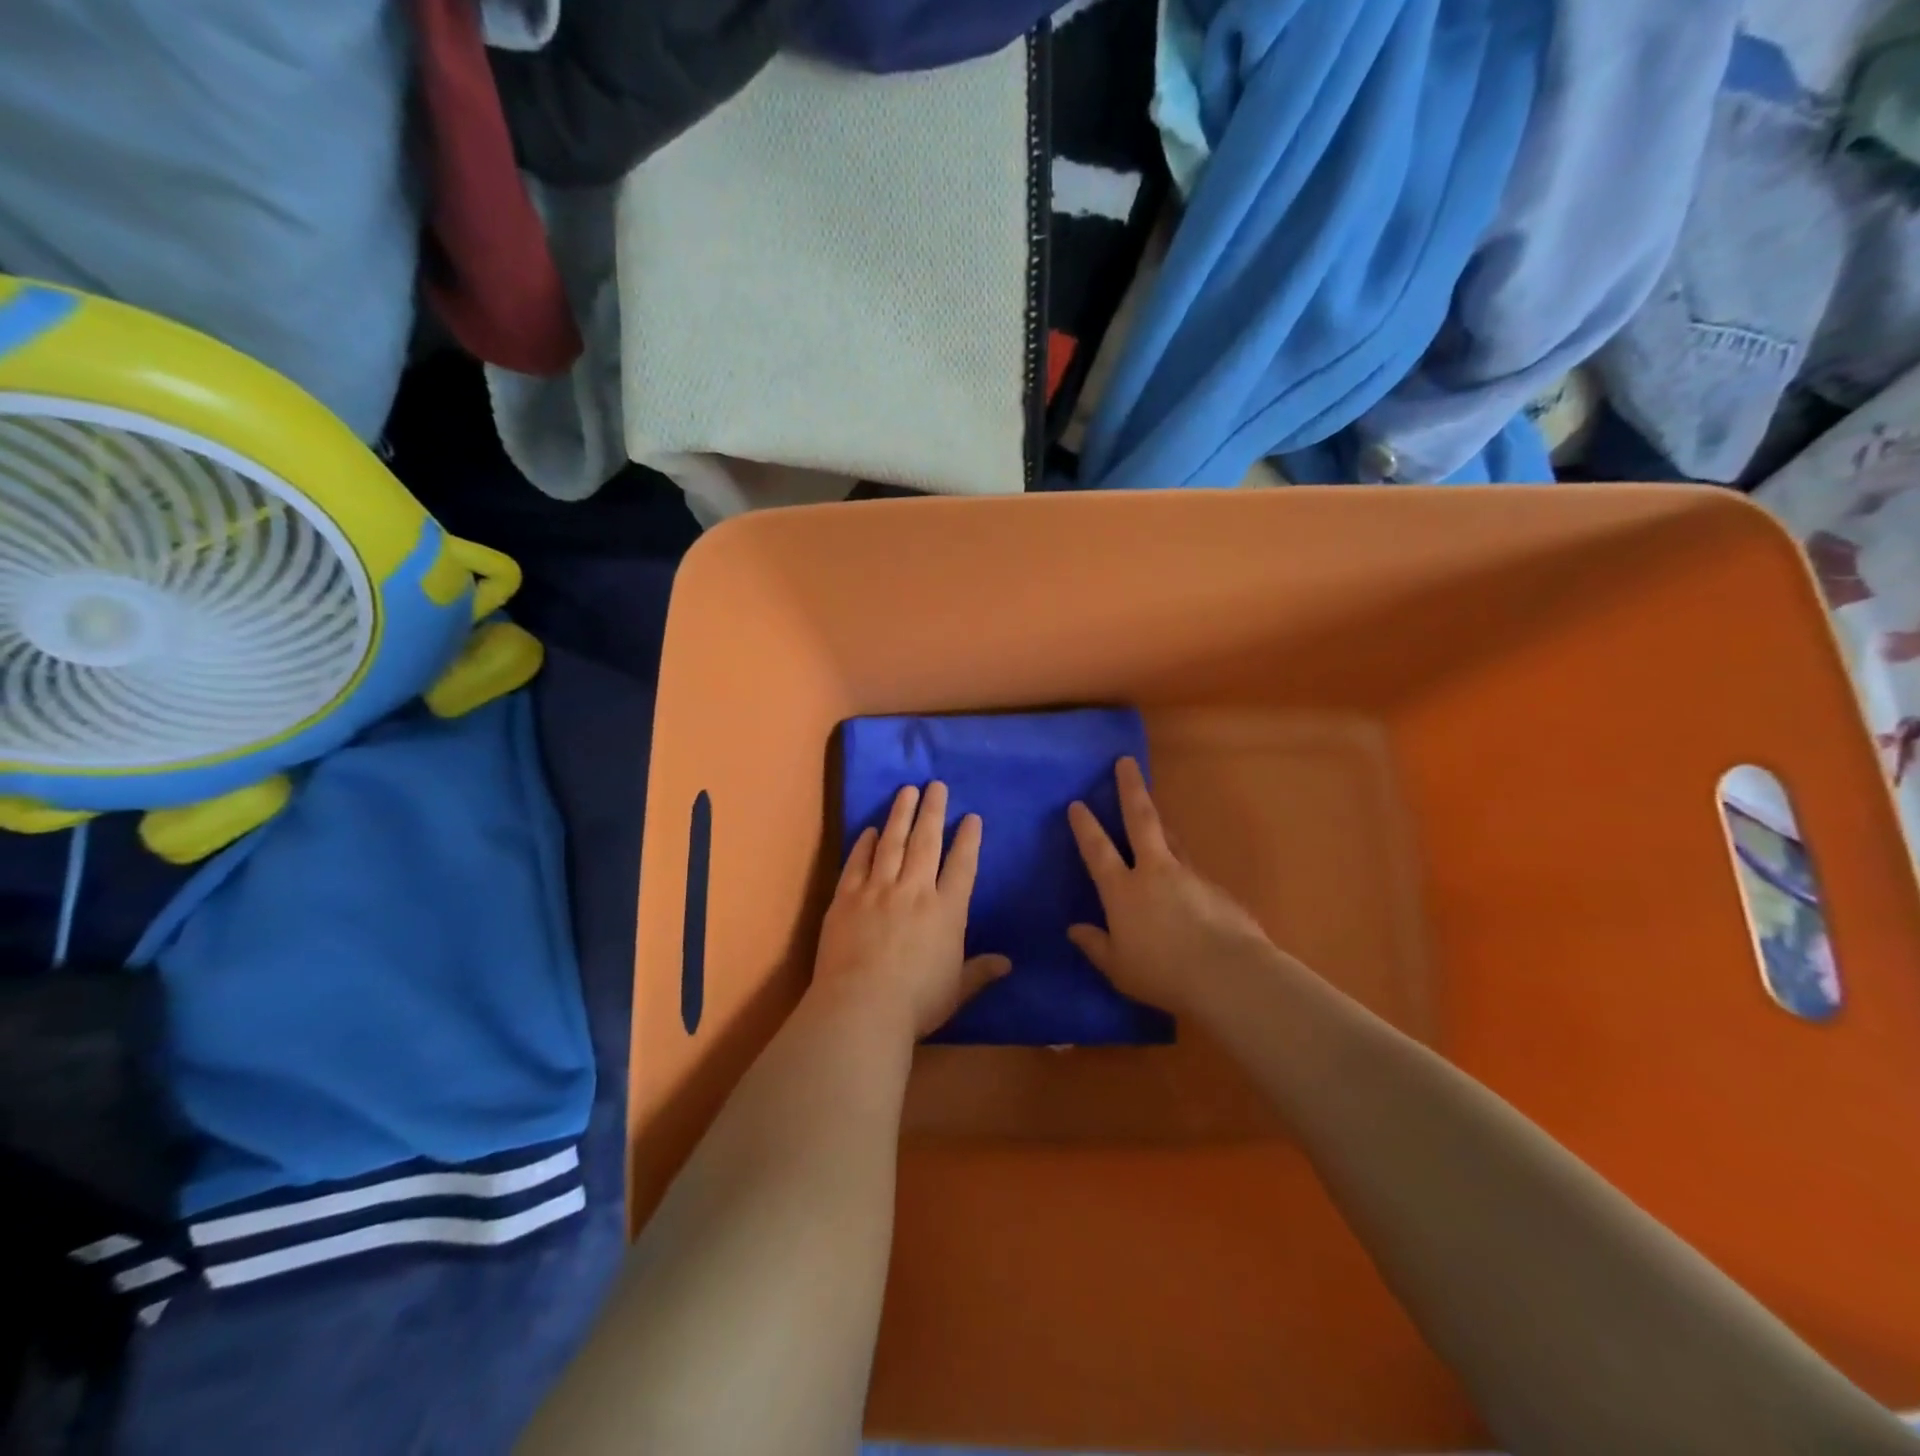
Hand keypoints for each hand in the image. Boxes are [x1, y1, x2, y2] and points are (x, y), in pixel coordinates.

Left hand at [813, 781, 1010, 1038]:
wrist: (861, 1007)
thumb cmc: (916, 1003)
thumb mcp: (956, 990)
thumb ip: (980, 971)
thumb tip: (1008, 963)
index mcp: (946, 911)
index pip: (962, 866)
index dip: (968, 840)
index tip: (971, 817)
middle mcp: (914, 891)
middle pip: (926, 842)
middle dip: (933, 811)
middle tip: (937, 785)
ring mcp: (878, 890)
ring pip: (892, 843)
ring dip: (901, 814)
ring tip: (907, 790)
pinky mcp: (846, 897)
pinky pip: (857, 862)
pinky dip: (865, 844)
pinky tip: (870, 829)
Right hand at [1067, 756, 1274, 1014]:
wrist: (1229, 975)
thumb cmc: (1163, 974)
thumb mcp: (1119, 968)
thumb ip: (1096, 946)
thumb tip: (1075, 930)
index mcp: (1123, 890)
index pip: (1098, 850)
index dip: (1086, 826)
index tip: (1077, 803)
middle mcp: (1154, 872)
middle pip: (1140, 819)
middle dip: (1131, 788)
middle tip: (1126, 761)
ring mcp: (1189, 875)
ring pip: (1171, 839)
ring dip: (1160, 824)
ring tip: (1154, 816)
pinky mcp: (1217, 888)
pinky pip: (1193, 872)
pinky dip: (1184, 871)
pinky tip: (1187, 888)